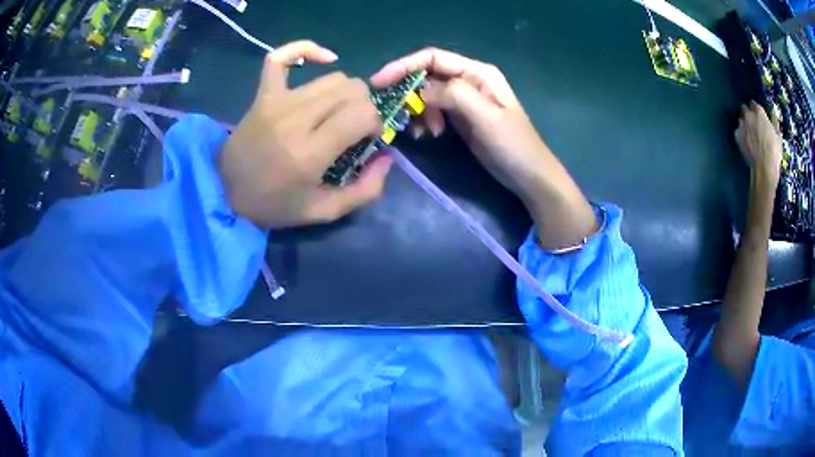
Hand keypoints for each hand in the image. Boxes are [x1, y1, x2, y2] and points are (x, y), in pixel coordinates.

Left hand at [220, 41, 392, 227]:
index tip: (368, 139)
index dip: (375, 123)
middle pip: (352, 90)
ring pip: (332, 77)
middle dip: (364, 107)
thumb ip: (364, 190)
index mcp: (310, 153)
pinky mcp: (263, 94)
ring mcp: (277, 102)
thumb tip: (387, 157)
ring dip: (346, 92)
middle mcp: (296, 119)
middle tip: (353, 127)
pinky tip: (323, 59)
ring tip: (337, 111)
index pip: (362, 114)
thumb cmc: (274, 205)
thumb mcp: (323, 211)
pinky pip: (281, 58)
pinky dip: (304, 50)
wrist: (225, 192)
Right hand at [371, 48, 595, 248]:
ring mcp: (464, 99)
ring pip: (427, 95)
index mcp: (477, 72)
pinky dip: (425, 121)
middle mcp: (468, 80)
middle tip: (396, 114)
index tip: (379, 82)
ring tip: (421, 133)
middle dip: (409, 93)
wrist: (528, 175)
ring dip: (417, 111)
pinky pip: (433, 111)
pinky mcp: (460, 118)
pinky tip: (428, 135)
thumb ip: (453, 95)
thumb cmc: (513, 145)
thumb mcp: (486, 117)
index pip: (433, 58)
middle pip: (427, 76)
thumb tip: (419, 91)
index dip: (403, 66)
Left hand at [735, 101, 781, 187]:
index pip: (754, 104)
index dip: (756, 110)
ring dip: (744, 124)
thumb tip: (773, 111)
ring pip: (741, 119)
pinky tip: (745, 142)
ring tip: (749, 134)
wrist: (764, 167)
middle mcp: (749, 115)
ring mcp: (742, 124)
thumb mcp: (778, 135)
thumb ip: (774, 121)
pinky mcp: (737, 135)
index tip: (758, 116)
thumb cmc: (774, 151)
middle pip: (745, 109)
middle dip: (748, 114)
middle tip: (753, 123)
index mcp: (759, 112)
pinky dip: (740, 135)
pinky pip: (738, 131)